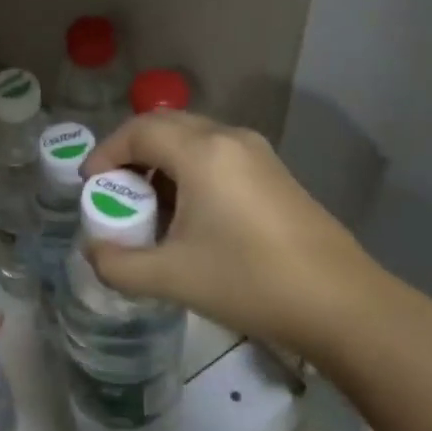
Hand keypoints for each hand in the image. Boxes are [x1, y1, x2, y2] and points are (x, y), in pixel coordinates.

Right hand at [81, 112, 412, 363]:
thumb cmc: (249, 282)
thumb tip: (93, 252)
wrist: (342, 304)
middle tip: (113, 191)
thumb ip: (118, 264)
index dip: (105, 153)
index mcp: (202, 152)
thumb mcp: (171, 277)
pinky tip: (189, 215)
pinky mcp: (275, 174)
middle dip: (131, 153)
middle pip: (165, 126)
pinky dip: (189, 171)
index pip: (138, 131)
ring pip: (193, 139)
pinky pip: (217, 155)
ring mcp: (258, 154)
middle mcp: (230, 139)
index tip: (89, 186)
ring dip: (161, 162)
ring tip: (147, 206)